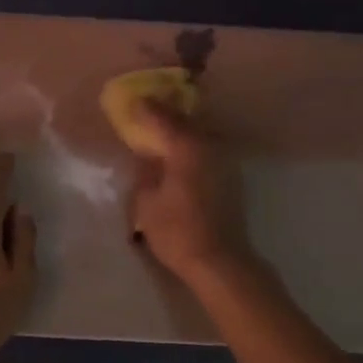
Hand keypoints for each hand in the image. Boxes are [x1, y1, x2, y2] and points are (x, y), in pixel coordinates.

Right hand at [127, 102, 252, 281]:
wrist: (220, 261)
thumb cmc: (177, 231)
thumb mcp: (146, 202)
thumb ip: (145, 172)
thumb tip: (147, 156)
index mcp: (186, 146)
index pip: (162, 117)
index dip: (145, 108)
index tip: (131, 101)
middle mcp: (208, 145)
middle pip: (184, 121)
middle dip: (165, 114)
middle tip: (146, 111)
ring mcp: (224, 159)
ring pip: (198, 134)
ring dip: (181, 130)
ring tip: (161, 132)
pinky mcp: (231, 176)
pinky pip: (206, 150)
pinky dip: (191, 146)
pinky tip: (179, 155)